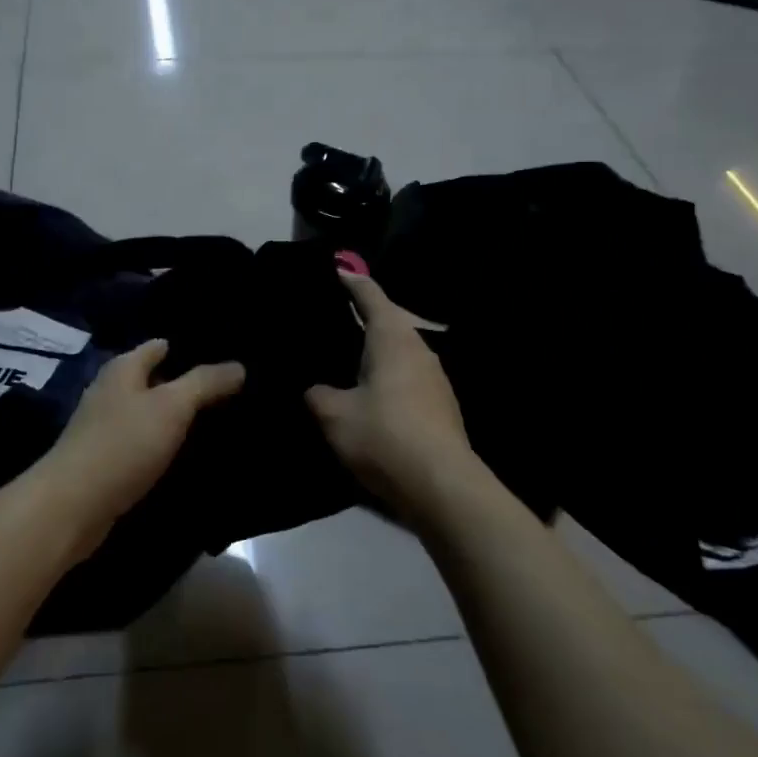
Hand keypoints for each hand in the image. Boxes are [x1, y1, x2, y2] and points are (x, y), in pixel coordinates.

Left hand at [36, 340, 244, 551]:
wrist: (73, 506)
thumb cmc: (123, 444)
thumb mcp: (172, 407)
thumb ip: (205, 383)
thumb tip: (238, 366)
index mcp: (123, 368)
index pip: (159, 346)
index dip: (188, 347)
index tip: (223, 354)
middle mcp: (110, 391)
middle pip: (154, 379)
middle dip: (185, 382)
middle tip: (230, 389)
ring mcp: (104, 427)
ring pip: (149, 412)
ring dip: (175, 416)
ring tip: (217, 419)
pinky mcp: (105, 460)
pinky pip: (142, 442)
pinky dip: (163, 443)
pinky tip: (186, 453)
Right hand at [306, 270, 487, 518]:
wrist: (441, 485)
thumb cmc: (384, 435)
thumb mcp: (334, 415)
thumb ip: (318, 395)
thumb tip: (316, 390)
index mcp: (392, 337)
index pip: (370, 295)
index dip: (351, 282)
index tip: (336, 271)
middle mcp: (418, 348)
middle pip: (388, 321)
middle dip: (362, 317)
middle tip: (331, 319)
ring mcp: (435, 377)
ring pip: (399, 351)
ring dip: (376, 350)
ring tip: (345, 357)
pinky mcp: (441, 405)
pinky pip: (407, 377)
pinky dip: (387, 375)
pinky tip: (370, 394)